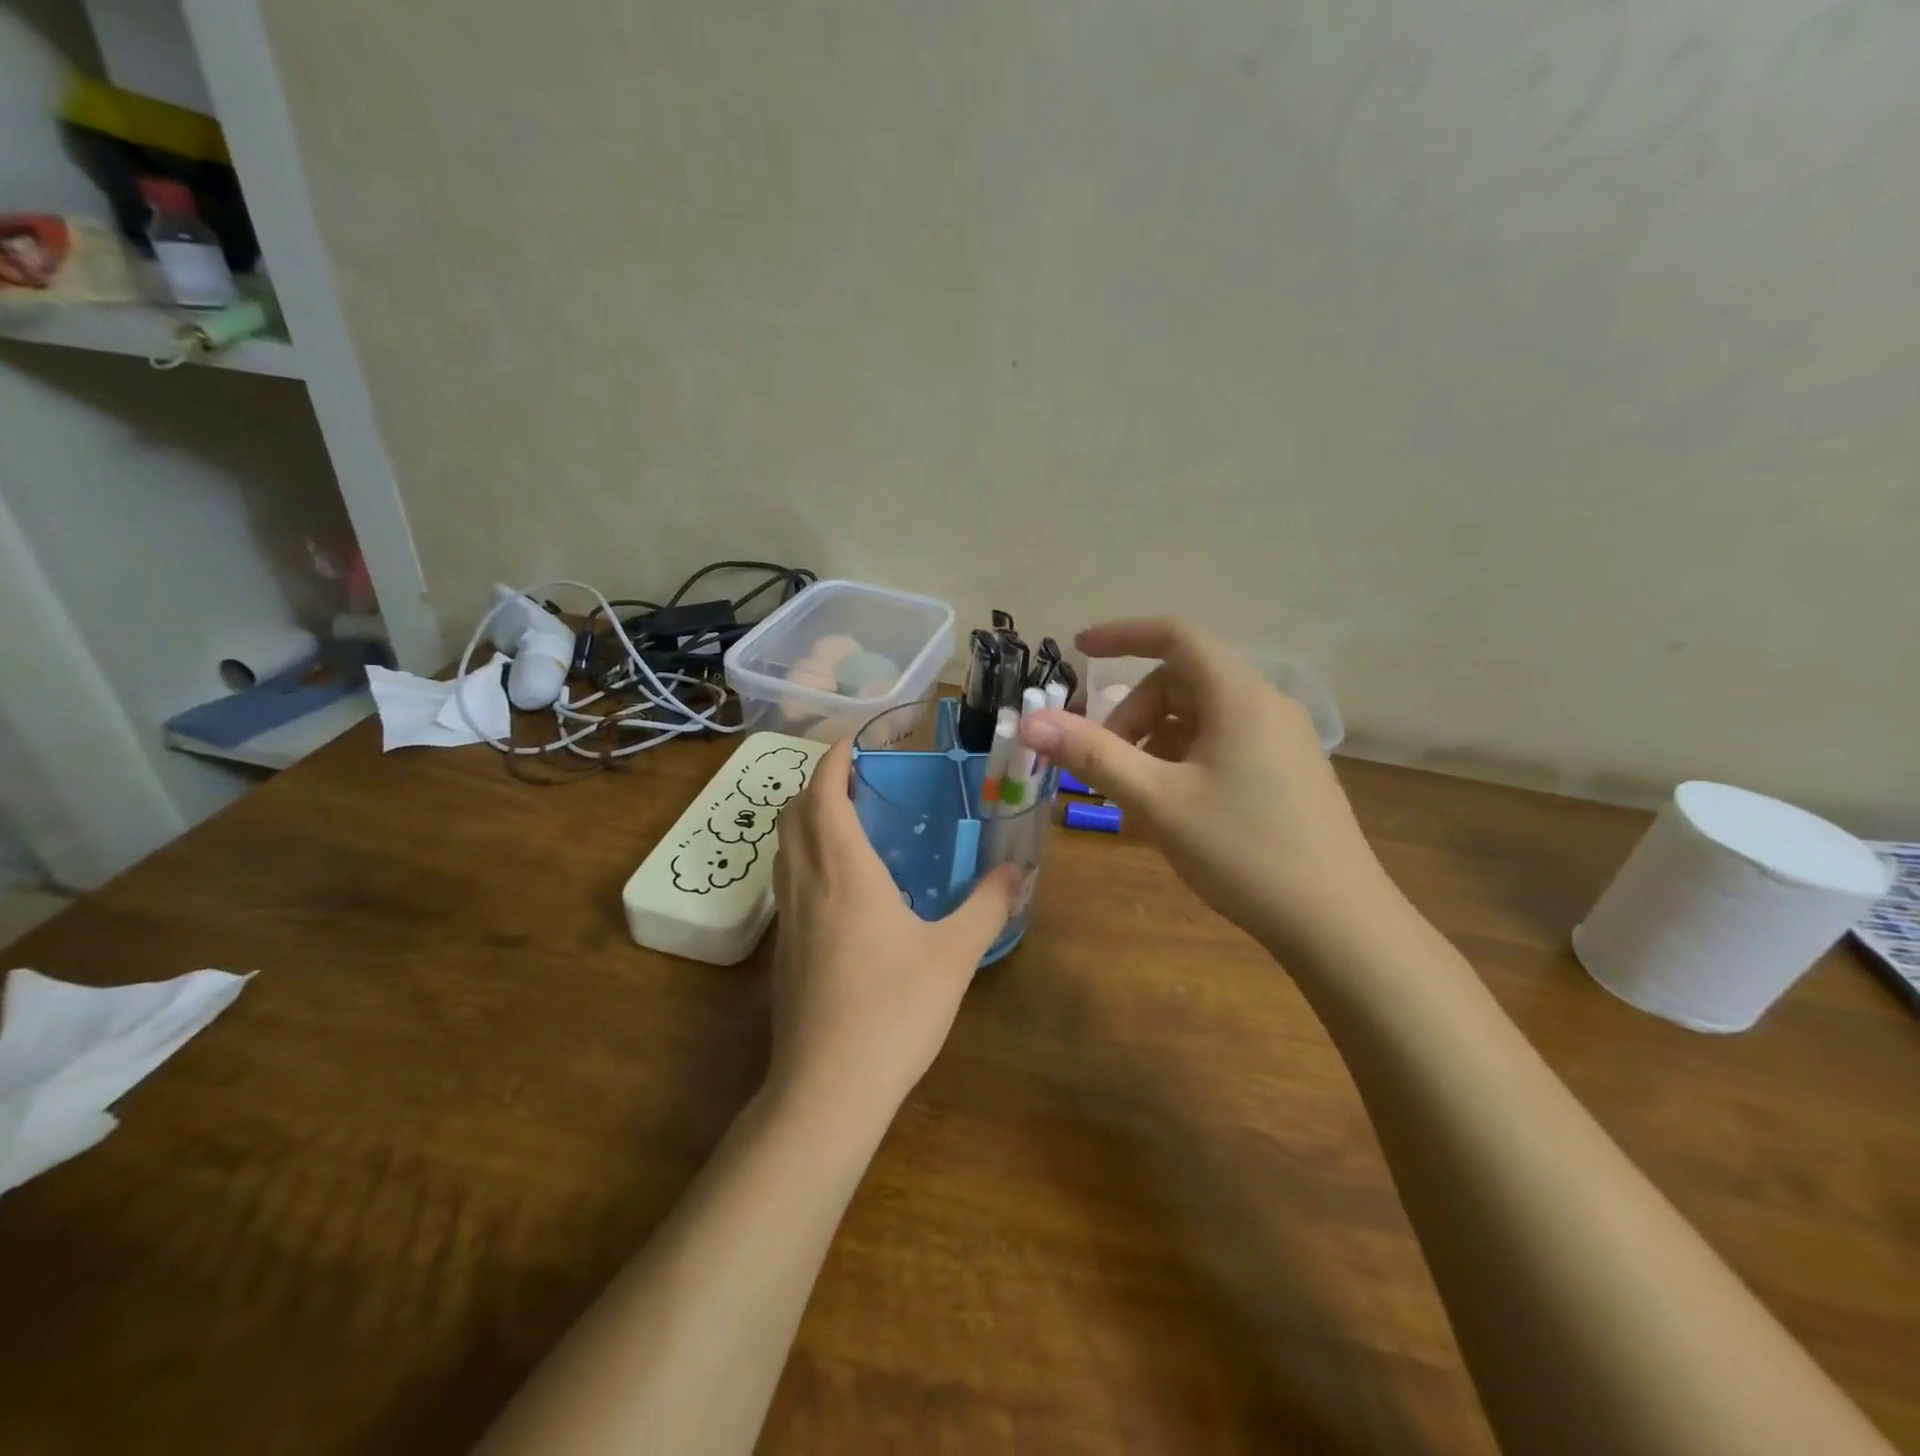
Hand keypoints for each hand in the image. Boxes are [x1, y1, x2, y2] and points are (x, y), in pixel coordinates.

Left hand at [770, 739, 1020, 1112]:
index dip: (832, 761)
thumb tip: (1020, 869)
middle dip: (816, 785)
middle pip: (793, 814)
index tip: (852, 743)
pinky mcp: (783, 951)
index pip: (823, 794)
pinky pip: (786, 882)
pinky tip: (836, 886)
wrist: (828, 1088)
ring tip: (843, 822)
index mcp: (844, 870)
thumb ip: (988, 906)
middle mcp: (806, 883)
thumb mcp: (954, 954)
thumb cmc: (894, 1009)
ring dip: (805, 821)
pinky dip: (803, 858)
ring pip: (783, 848)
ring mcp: (787, 919)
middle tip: (853, 780)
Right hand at [1020, 618, 1391, 952]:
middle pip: (1182, 680)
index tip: (1078, 649)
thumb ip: (1092, 755)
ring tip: (1135, 795)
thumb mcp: (1157, 802)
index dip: (1122, 635)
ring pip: (1200, 716)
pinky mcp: (1287, 771)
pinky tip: (1171, 808)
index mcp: (1239, 696)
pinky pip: (1223, 743)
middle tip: (1104, 764)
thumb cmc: (1243, 851)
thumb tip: (1031, 722)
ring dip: (1155, 741)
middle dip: (1133, 712)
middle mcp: (1266, 704)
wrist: (1338, 924)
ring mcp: (1282, 739)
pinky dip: (1184, 760)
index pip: (1174, 635)